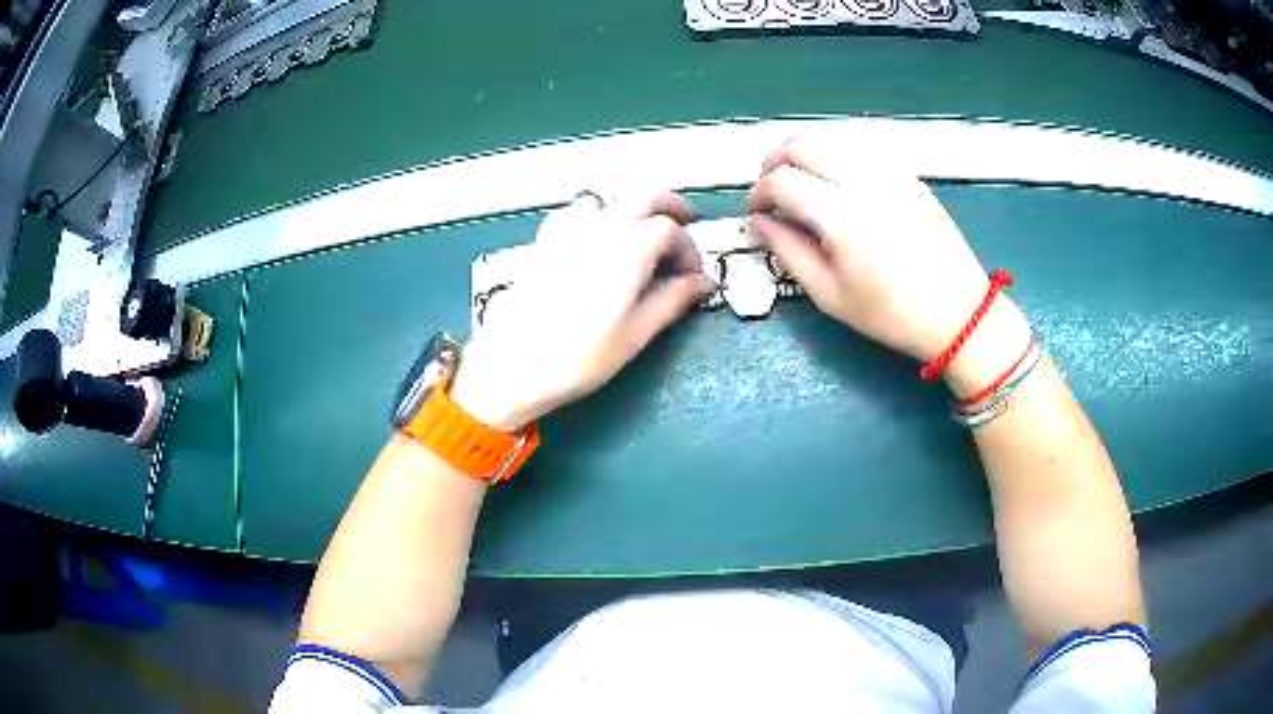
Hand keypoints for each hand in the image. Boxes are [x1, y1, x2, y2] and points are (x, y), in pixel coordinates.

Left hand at [450, 191, 711, 430]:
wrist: (512, 365)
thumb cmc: (578, 358)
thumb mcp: (635, 335)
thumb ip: (672, 301)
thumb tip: (703, 283)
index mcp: (626, 250)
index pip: (669, 229)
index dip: (689, 249)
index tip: (693, 276)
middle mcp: (598, 228)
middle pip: (643, 194)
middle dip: (670, 204)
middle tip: (686, 222)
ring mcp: (567, 231)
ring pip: (609, 197)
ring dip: (634, 205)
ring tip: (645, 230)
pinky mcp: (545, 241)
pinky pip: (578, 211)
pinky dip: (600, 213)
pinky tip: (599, 236)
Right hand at [746, 137, 1030, 394]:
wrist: (959, 313)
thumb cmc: (892, 314)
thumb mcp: (830, 295)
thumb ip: (788, 251)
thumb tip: (759, 222)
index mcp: (842, 216)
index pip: (781, 181)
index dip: (757, 194)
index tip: (754, 214)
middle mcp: (864, 181)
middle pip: (801, 145)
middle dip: (773, 162)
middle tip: (769, 189)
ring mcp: (890, 172)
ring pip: (831, 140)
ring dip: (804, 155)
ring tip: (799, 183)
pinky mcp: (907, 174)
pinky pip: (860, 150)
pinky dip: (835, 158)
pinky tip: (836, 184)